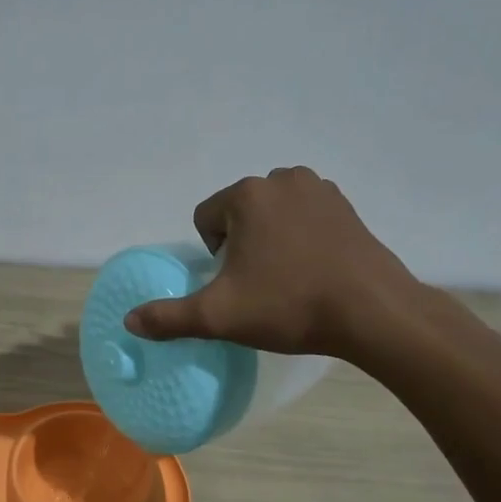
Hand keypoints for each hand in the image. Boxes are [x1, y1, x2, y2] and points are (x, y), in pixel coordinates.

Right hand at [122, 166, 431, 362]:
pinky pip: (304, 219)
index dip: (212, 257)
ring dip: (269, 241)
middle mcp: (282, 179)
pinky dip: (301, 240)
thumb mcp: (219, 316)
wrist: (371, 312)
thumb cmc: (288, 306)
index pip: (205, 219)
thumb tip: (129, 321)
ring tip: (287, 279)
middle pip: (239, 214)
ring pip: (272, 216)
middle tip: (260, 286)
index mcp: (247, 195)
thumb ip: (169, 317)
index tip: (235, 284)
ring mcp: (320, 189)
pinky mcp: (347, 207)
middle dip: (240, 246)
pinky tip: (314, 271)